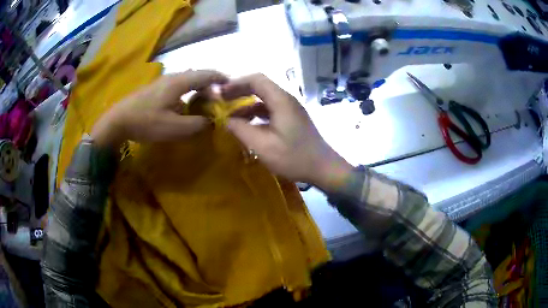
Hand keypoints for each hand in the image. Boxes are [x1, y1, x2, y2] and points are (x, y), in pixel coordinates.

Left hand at [91, 70, 227, 146]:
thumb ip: (197, 124)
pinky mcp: (155, 89)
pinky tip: (184, 105)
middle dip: (210, 85)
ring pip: (187, 80)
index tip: (232, 85)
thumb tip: (210, 121)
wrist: (118, 120)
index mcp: (179, 82)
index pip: (206, 74)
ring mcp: (162, 82)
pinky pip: (177, 86)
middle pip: (197, 75)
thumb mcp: (174, 128)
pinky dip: (187, 92)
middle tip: (218, 99)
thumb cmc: (146, 122)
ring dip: (198, 88)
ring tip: (203, 102)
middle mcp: (172, 77)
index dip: (221, 78)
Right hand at [222, 74, 352, 190]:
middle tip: (222, 102)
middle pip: (260, 86)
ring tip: (230, 116)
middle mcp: (286, 99)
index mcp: (281, 100)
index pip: (256, 79)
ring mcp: (290, 109)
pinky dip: (256, 114)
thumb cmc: (294, 158)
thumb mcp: (263, 146)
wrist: (323, 168)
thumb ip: (241, 130)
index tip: (220, 93)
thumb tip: (226, 120)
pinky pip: (270, 109)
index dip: (236, 83)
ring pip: (264, 99)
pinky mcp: (292, 118)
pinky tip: (247, 126)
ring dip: (246, 105)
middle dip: (239, 92)